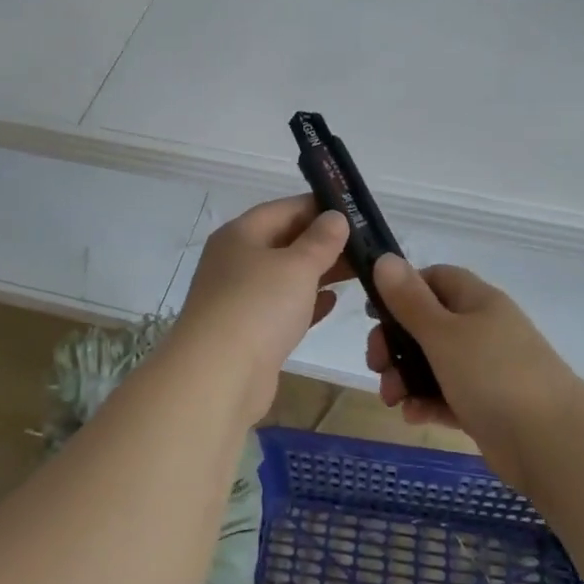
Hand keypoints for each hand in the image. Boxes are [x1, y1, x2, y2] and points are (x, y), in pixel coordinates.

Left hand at [170, 196, 351, 421]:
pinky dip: (306, 302)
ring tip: (359, 271)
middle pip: (284, 242)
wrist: (218, 376)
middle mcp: (235, 261)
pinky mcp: (248, 331)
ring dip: (318, 272)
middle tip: (366, 245)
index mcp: (240, 235)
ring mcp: (239, 298)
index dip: (318, 207)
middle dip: (323, 242)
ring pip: (285, 276)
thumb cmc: (258, 306)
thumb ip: (320, 240)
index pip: (283, 209)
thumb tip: (335, 217)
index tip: (354, 211)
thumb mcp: (297, 266)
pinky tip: (333, 302)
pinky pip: (282, 307)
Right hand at [367, 257, 582, 489]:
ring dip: (406, 377)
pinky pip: (448, 396)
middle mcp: (483, 330)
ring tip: (392, 399)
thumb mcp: (443, 334)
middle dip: (396, 343)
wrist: (554, 445)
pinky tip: (411, 416)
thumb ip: (410, 300)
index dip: (403, 289)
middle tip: (377, 364)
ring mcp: (487, 370)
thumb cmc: (493, 376)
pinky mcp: (488, 407)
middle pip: (428, 324)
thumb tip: (385, 258)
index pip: (435, 279)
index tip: (376, 313)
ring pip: (434, 363)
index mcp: (478, 301)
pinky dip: (427, 403)